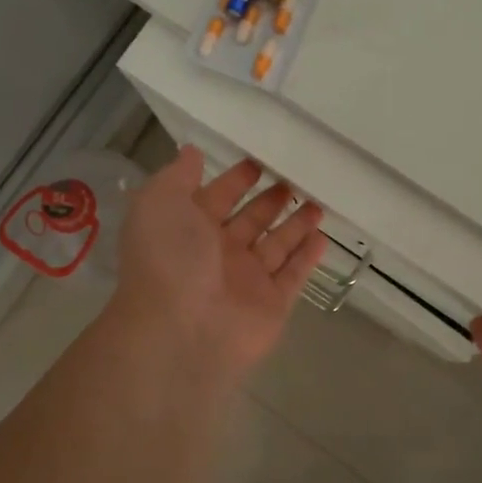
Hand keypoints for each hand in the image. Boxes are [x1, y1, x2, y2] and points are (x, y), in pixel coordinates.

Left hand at [113, 148, 326, 381]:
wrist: (180, 330)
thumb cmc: (168, 258)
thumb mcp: (159, 203)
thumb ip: (177, 176)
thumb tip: (191, 152)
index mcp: (188, 229)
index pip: (216, 198)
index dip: (235, 180)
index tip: (259, 160)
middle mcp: (217, 254)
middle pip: (250, 221)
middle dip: (270, 200)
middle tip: (295, 178)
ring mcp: (246, 280)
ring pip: (276, 246)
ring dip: (295, 224)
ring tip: (317, 202)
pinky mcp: (272, 304)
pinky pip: (293, 275)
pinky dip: (307, 257)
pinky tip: (322, 236)